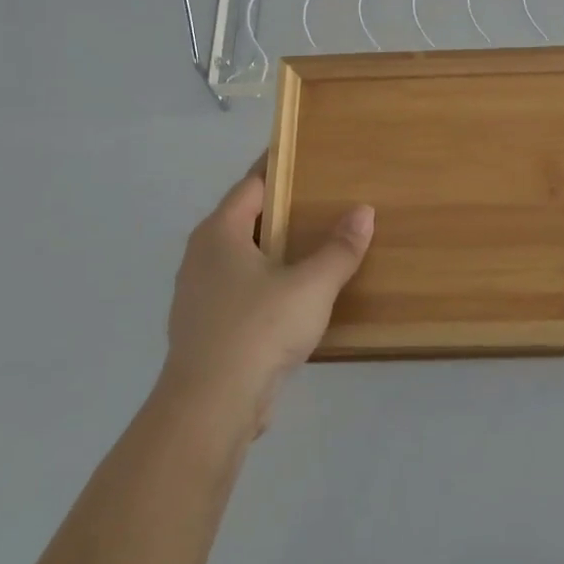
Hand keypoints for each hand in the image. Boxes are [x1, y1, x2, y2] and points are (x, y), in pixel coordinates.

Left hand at [159, 162, 373, 432]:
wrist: (211, 407)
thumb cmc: (258, 329)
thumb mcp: (311, 285)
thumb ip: (340, 249)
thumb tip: (364, 211)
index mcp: (218, 233)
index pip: (251, 184)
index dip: (280, 168)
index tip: (308, 156)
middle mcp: (201, 256)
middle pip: (246, 220)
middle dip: (282, 210)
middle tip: (324, 200)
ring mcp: (199, 295)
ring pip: (243, 258)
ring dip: (275, 251)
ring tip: (316, 245)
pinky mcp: (206, 329)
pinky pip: (241, 291)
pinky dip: (268, 283)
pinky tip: (297, 295)